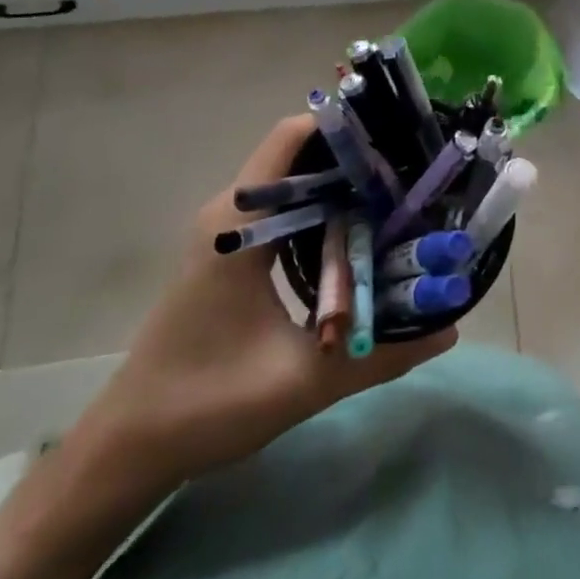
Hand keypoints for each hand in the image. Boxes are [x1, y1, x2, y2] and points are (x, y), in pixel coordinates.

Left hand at [84, 115, 454, 494]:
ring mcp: (227, 232)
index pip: (293, 138)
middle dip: (356, 159)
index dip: (347, 131)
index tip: (400, 144)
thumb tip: (450, 331)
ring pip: (293, 184)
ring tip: (397, 201)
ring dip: (341, 186)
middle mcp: (231, 214)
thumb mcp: (305, 381)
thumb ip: (382, 354)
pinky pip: (284, 212)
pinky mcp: (230, 253)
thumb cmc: (207, 404)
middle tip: (413, 177)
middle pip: (299, 155)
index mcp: (239, 225)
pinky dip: (322, 212)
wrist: (129, 447)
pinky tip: (359, 238)